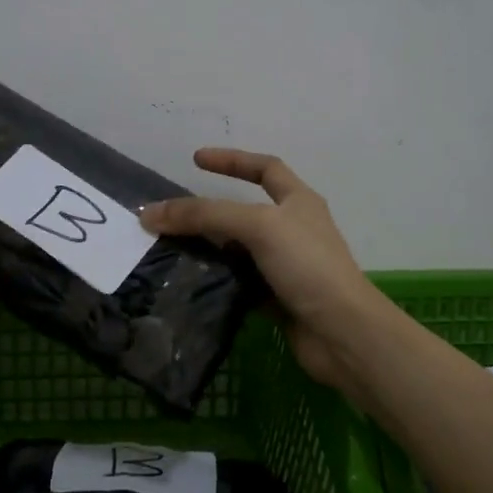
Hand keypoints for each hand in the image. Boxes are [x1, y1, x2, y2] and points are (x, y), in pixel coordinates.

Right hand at [139, 149, 392, 403]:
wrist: (342, 332)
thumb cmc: (307, 266)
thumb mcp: (258, 226)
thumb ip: (205, 215)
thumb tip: (150, 213)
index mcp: (297, 201)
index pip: (264, 167)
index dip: (231, 160)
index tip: (196, 160)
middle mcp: (293, 229)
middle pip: (244, 212)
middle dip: (209, 212)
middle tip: (171, 218)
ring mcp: (285, 266)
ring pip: (238, 250)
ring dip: (209, 249)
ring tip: (170, 251)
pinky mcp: (277, 298)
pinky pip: (239, 283)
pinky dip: (217, 281)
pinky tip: (190, 285)